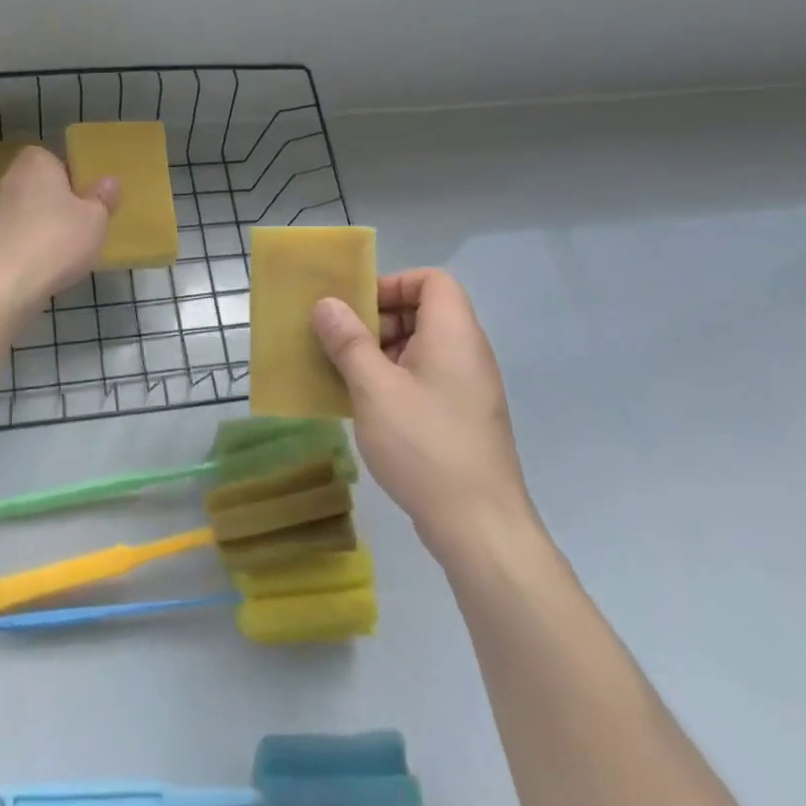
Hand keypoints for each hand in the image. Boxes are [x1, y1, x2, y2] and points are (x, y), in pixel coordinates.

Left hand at [0, 146, 117, 308]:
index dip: (73, 178)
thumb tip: (108, 182)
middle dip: (58, 202)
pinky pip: (18, 235)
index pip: (55, 160)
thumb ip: (103, 198)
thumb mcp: (96, 218)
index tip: (87, 200)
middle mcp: (10, 178)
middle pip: (41, 186)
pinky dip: (31, 244)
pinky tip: (47, 264)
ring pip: (29, 211)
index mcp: (36, 162)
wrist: (9, 282)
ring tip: (67, 249)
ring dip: (44, 225)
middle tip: (82, 224)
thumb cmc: (58, 238)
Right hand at [313, 269, 538, 564]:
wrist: (479, 526)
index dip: (393, 283)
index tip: (357, 308)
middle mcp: (467, 352)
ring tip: (346, 375)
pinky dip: (395, 380)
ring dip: (382, 352)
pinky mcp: (463, 417)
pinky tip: (367, 407)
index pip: (432, 279)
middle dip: (379, 320)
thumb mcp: (374, 388)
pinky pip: (426, 378)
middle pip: (425, 311)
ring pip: (422, 348)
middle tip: (342, 342)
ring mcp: (468, 387)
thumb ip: (348, 341)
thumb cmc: (424, 445)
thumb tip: (326, 304)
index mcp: (453, 333)